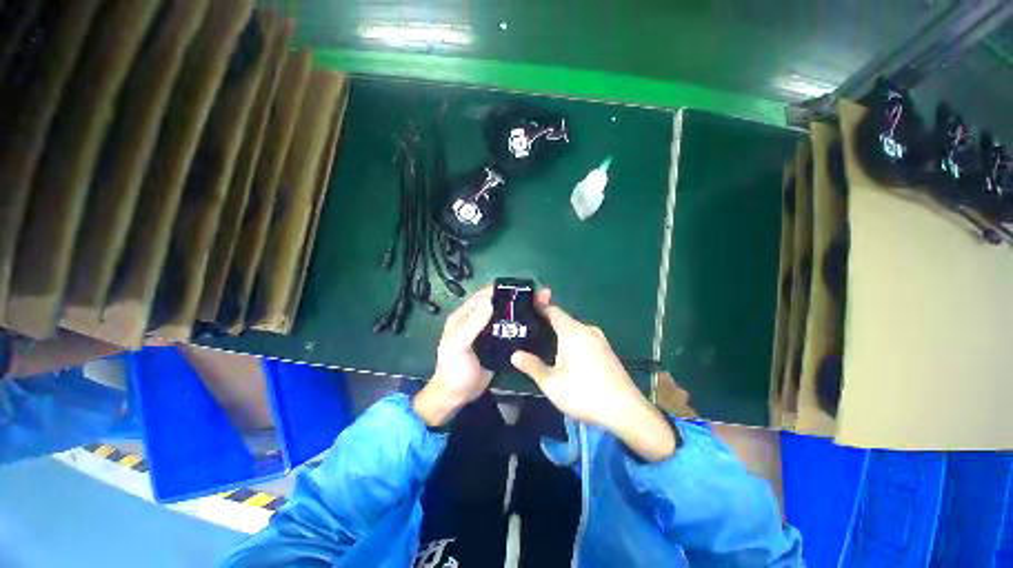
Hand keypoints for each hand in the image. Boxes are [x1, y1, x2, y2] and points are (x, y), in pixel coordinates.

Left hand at [413, 284, 551, 426]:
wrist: (457, 396)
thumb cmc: (454, 369)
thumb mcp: (457, 345)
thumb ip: (471, 324)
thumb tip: (489, 301)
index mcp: (464, 316)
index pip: (483, 296)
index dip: (501, 289)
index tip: (522, 288)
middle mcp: (476, 320)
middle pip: (497, 304)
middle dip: (516, 299)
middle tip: (538, 297)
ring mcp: (487, 332)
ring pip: (505, 316)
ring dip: (520, 311)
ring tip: (541, 307)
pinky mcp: (497, 344)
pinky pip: (509, 330)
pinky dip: (520, 326)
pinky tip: (535, 324)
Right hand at [511, 305, 676, 460]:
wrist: (626, 412)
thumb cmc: (584, 394)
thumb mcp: (552, 384)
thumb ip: (532, 366)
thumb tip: (515, 355)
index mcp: (573, 331)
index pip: (553, 310)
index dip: (540, 306)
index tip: (528, 307)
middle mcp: (587, 329)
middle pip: (564, 319)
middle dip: (548, 323)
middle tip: (531, 332)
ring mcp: (600, 339)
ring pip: (574, 330)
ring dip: (560, 334)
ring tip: (545, 345)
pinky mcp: (607, 350)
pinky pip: (584, 338)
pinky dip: (572, 341)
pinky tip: (566, 356)